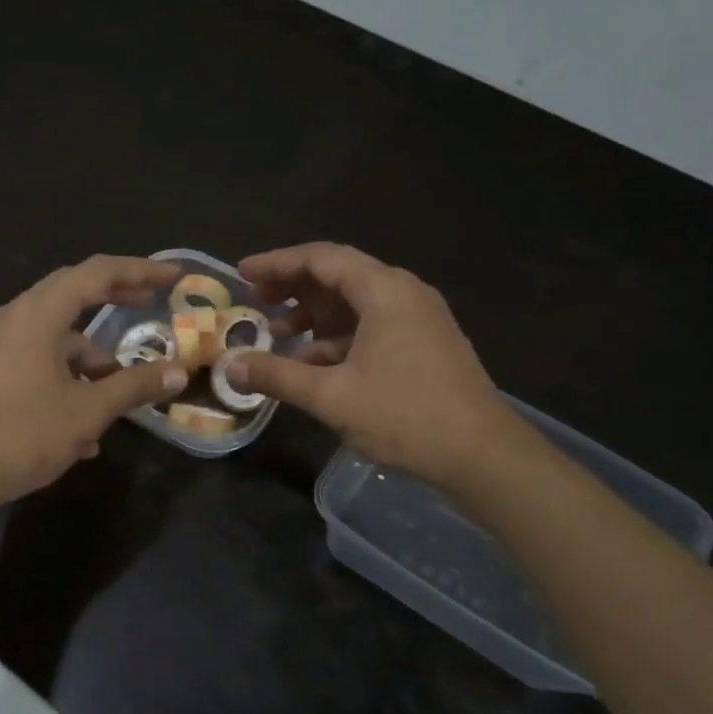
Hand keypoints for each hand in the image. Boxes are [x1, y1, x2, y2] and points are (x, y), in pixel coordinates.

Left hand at [0, 255, 187, 509]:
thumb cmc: (22, 433)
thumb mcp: (88, 411)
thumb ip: (134, 386)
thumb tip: (178, 372)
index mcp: (39, 314)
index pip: (97, 273)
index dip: (139, 271)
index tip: (171, 278)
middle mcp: (16, 318)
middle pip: (74, 293)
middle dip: (115, 299)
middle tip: (149, 304)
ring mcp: (0, 345)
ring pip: (57, 336)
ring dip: (91, 358)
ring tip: (120, 394)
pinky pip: (40, 361)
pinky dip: (68, 378)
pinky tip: (84, 428)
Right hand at [227, 243, 508, 488]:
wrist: (482, 455)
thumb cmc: (405, 416)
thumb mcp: (331, 396)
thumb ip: (277, 375)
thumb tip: (230, 366)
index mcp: (384, 291)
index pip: (321, 258)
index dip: (277, 263)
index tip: (242, 274)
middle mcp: (404, 293)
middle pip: (339, 276)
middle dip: (293, 288)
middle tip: (256, 302)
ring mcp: (420, 319)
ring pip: (356, 304)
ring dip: (315, 316)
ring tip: (278, 335)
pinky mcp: (426, 344)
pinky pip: (373, 326)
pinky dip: (339, 337)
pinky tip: (315, 364)